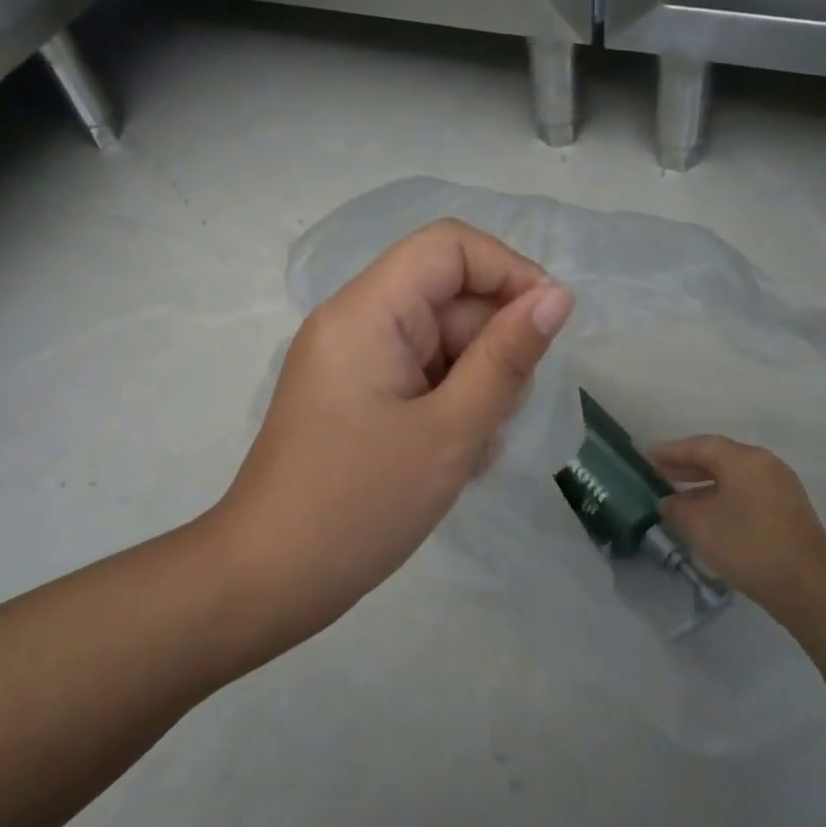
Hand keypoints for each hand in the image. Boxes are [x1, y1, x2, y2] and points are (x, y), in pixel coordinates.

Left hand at [213, 219, 574, 647]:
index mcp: (367, 311)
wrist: (268, 579)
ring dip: (472, 385)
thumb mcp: (451, 431)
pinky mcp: (352, 395)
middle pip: (446, 297)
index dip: (507, 271)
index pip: (448, 246)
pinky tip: (451, 457)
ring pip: (438, 342)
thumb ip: (507, 357)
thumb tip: (557, 296)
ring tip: (470, 448)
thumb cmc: (360, 505)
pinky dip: (446, 405)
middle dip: (490, 347)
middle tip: (499, 417)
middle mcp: (354, 321)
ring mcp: (350, 360)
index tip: (546, 327)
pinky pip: (416, 375)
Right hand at [646, 436, 825, 622]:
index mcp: (744, 459)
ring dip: (703, 483)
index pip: (700, 445)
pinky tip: (705, 515)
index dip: (671, 451)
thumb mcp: (699, 525)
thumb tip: (668, 502)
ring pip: (733, 476)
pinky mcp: (786, 510)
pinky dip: (721, 496)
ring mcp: (779, 487)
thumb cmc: (748, 545)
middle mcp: (764, 465)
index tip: (646, 457)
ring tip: (676, 496)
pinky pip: (745, 492)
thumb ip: (676, 508)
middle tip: (657, 474)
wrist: (807, 586)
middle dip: (686, 465)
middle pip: (718, 457)